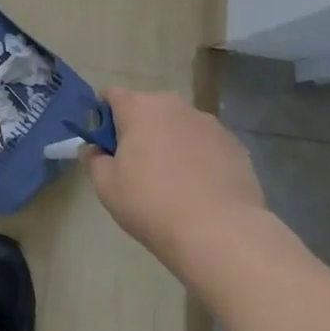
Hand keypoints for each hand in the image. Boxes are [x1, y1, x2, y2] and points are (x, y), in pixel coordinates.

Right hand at [84, 89, 272, 286]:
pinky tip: (200, 189)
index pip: (112, 95)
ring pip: (179, 126)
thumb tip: (94, 149)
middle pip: (147, 109)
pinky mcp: (236, 145)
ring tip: (174, 181)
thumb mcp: (106, 186)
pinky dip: (199, 157)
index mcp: (139, 107)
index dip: (103, 116)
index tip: (105, 145)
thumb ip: (93, 159)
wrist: (221, 235)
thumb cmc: (152, 205)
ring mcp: (209, 124)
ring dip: (170, 142)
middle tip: (136, 167)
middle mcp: (174, 105)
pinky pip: (206, 144)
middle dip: (139, 130)